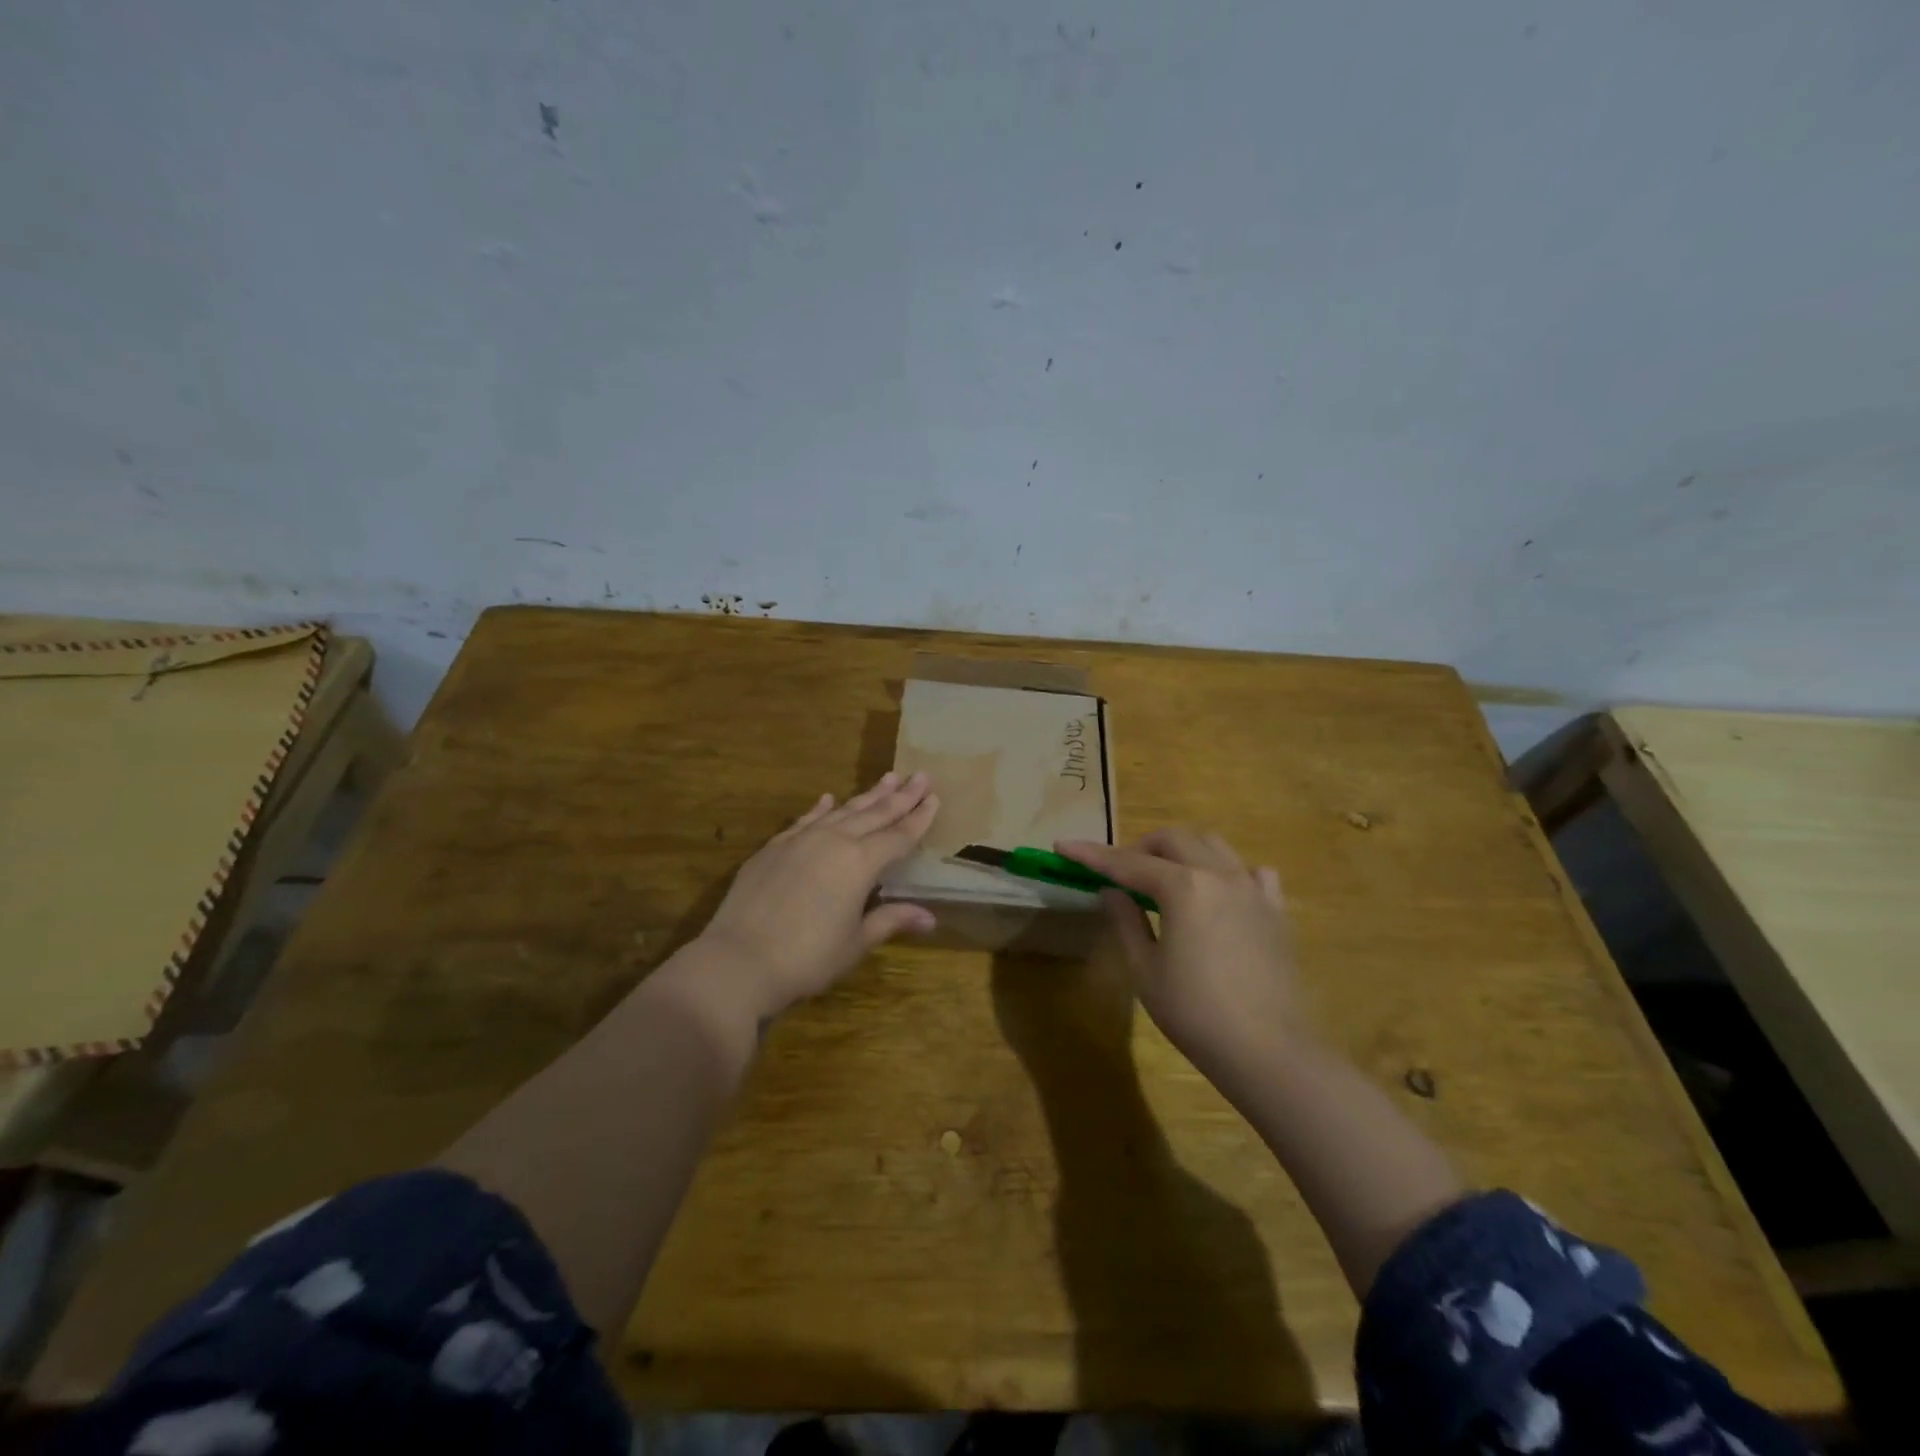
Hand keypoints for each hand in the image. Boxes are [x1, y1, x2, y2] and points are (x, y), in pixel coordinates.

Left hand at [693, 772, 940, 1022]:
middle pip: (875, 814)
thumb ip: (891, 920)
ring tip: (887, 778)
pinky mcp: (774, 847)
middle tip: (920, 775)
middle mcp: (834, 841)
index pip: (899, 835)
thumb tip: (930, 917)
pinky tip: (828, 799)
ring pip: (842, 811)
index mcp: (861, 862)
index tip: (935, 797)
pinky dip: (820, 809)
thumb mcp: (856, 943)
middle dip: (901, 796)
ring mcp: (801, 840)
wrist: (738, 960)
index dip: (919, 817)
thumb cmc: (807, 958)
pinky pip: (805, 820)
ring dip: (867, 795)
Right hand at [1055, 828, 1303, 1076]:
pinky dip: (1229, 872)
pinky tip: (1221, 892)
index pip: (1127, 862)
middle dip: (1140, 848)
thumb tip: (1112, 890)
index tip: (1063, 846)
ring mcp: (1253, 890)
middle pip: (1174, 840)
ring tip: (1166, 878)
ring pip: (1214, 845)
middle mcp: (1220, 875)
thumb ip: (1127, 921)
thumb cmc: (1195, 1013)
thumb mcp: (1146, 970)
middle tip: (1121, 874)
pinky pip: (1253, 873)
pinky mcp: (1276, 911)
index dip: (1092, 854)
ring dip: (1183, 851)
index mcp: (1184, 888)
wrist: (1268, 1051)